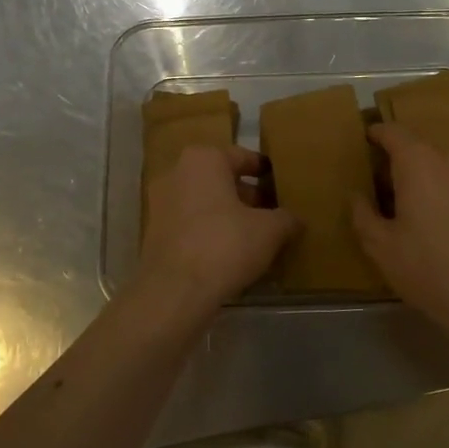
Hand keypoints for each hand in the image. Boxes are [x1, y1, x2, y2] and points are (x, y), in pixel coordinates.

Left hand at [136, 145, 297, 319]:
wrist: (174, 290)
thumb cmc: (225, 244)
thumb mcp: (269, 230)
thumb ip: (285, 219)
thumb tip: (295, 220)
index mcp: (204, 159)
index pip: (242, 157)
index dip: (264, 171)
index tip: (279, 183)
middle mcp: (176, 172)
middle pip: (220, 179)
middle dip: (245, 195)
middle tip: (270, 212)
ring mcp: (160, 203)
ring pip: (203, 202)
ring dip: (226, 214)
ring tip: (253, 235)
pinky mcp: (153, 232)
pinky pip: (189, 223)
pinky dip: (208, 231)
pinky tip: (229, 251)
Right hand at [352, 123, 448, 323]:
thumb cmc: (430, 269)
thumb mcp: (382, 247)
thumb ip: (363, 215)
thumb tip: (357, 196)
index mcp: (419, 163)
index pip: (393, 132)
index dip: (376, 134)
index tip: (363, 141)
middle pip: (417, 149)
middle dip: (396, 163)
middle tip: (377, 186)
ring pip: (439, 168)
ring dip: (420, 180)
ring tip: (403, 208)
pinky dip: (440, 194)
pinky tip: (431, 223)